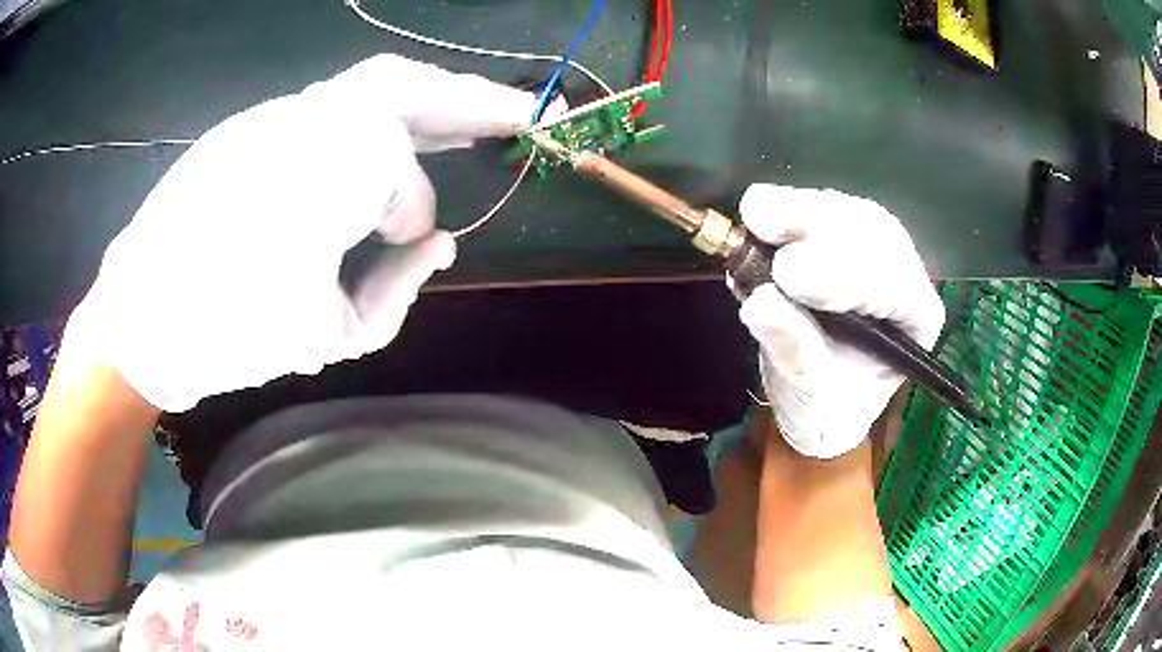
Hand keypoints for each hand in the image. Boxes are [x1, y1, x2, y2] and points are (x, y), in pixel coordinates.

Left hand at [67, 54, 545, 411]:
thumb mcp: (327, 335)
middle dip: (474, 100)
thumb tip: (435, 241)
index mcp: (325, 175)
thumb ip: (395, 288)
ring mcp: (275, 114)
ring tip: (471, 114)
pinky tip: (392, 131)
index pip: (402, 180)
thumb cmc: (228, 335)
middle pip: (408, 89)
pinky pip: (332, 102)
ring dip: (428, 95)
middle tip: (524, 114)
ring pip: (372, 82)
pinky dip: (376, 111)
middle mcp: (305, 122)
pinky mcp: (253, 124)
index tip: (414, 242)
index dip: (414, 214)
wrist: (140, 317)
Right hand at [736, 184, 945, 458]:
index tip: (786, 273)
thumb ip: (794, 349)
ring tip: (757, 215)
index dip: (841, 274)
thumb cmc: (828, 406)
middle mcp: (905, 277)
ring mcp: (877, 251)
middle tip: (764, 224)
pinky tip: (762, 213)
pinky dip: (790, 206)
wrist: (820, 399)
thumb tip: (759, 303)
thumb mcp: (810, 395)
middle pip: (875, 232)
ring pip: (851, 212)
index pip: (892, 285)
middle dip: (820, 225)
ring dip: (802, 209)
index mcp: (915, 321)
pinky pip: (826, 208)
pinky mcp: (846, 236)